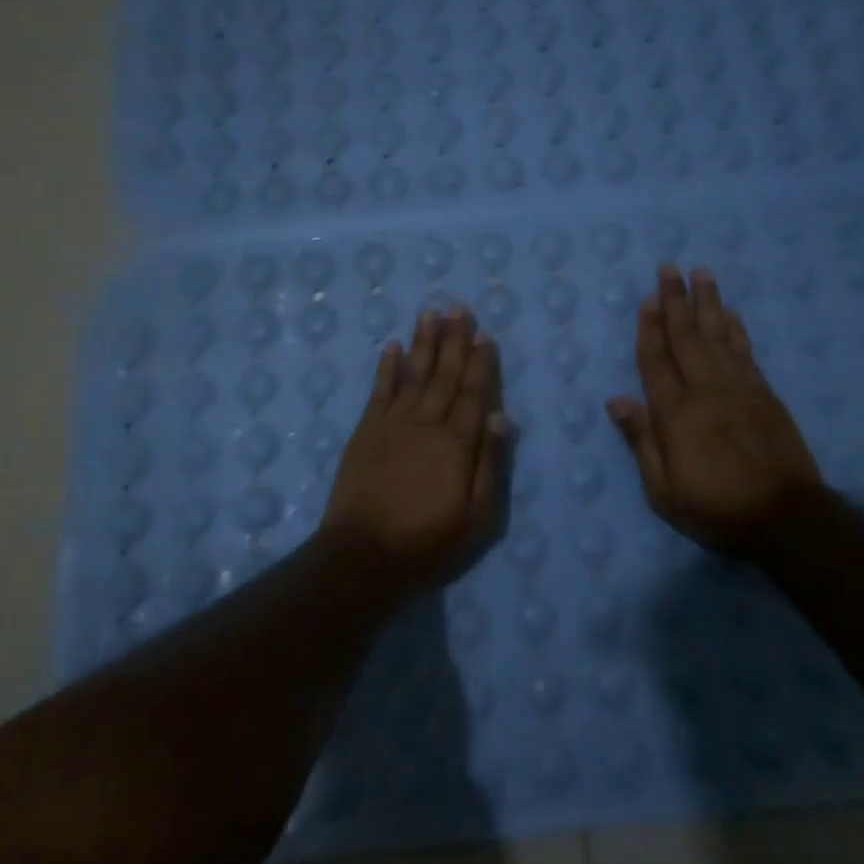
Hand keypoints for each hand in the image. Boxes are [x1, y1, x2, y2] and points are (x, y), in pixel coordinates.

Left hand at [322, 305, 507, 586]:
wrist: (363, 556)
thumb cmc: (427, 542)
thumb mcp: (476, 517)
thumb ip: (490, 464)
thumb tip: (500, 415)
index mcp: (457, 444)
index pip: (474, 393)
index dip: (481, 363)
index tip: (485, 334)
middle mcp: (426, 424)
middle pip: (444, 375)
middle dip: (454, 340)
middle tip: (459, 307)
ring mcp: (392, 424)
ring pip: (413, 374)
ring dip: (423, 343)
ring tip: (430, 313)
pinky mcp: (365, 431)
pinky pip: (379, 391)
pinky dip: (386, 368)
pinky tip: (392, 347)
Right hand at [607, 266, 822, 559]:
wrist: (785, 517)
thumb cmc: (715, 507)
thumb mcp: (663, 489)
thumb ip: (641, 441)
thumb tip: (616, 400)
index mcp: (675, 414)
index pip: (656, 361)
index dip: (649, 329)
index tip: (647, 300)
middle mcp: (706, 391)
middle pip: (687, 337)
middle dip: (676, 301)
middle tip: (669, 268)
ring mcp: (739, 389)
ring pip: (719, 336)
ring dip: (709, 303)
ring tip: (701, 274)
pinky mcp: (765, 395)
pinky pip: (746, 352)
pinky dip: (736, 329)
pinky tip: (731, 314)